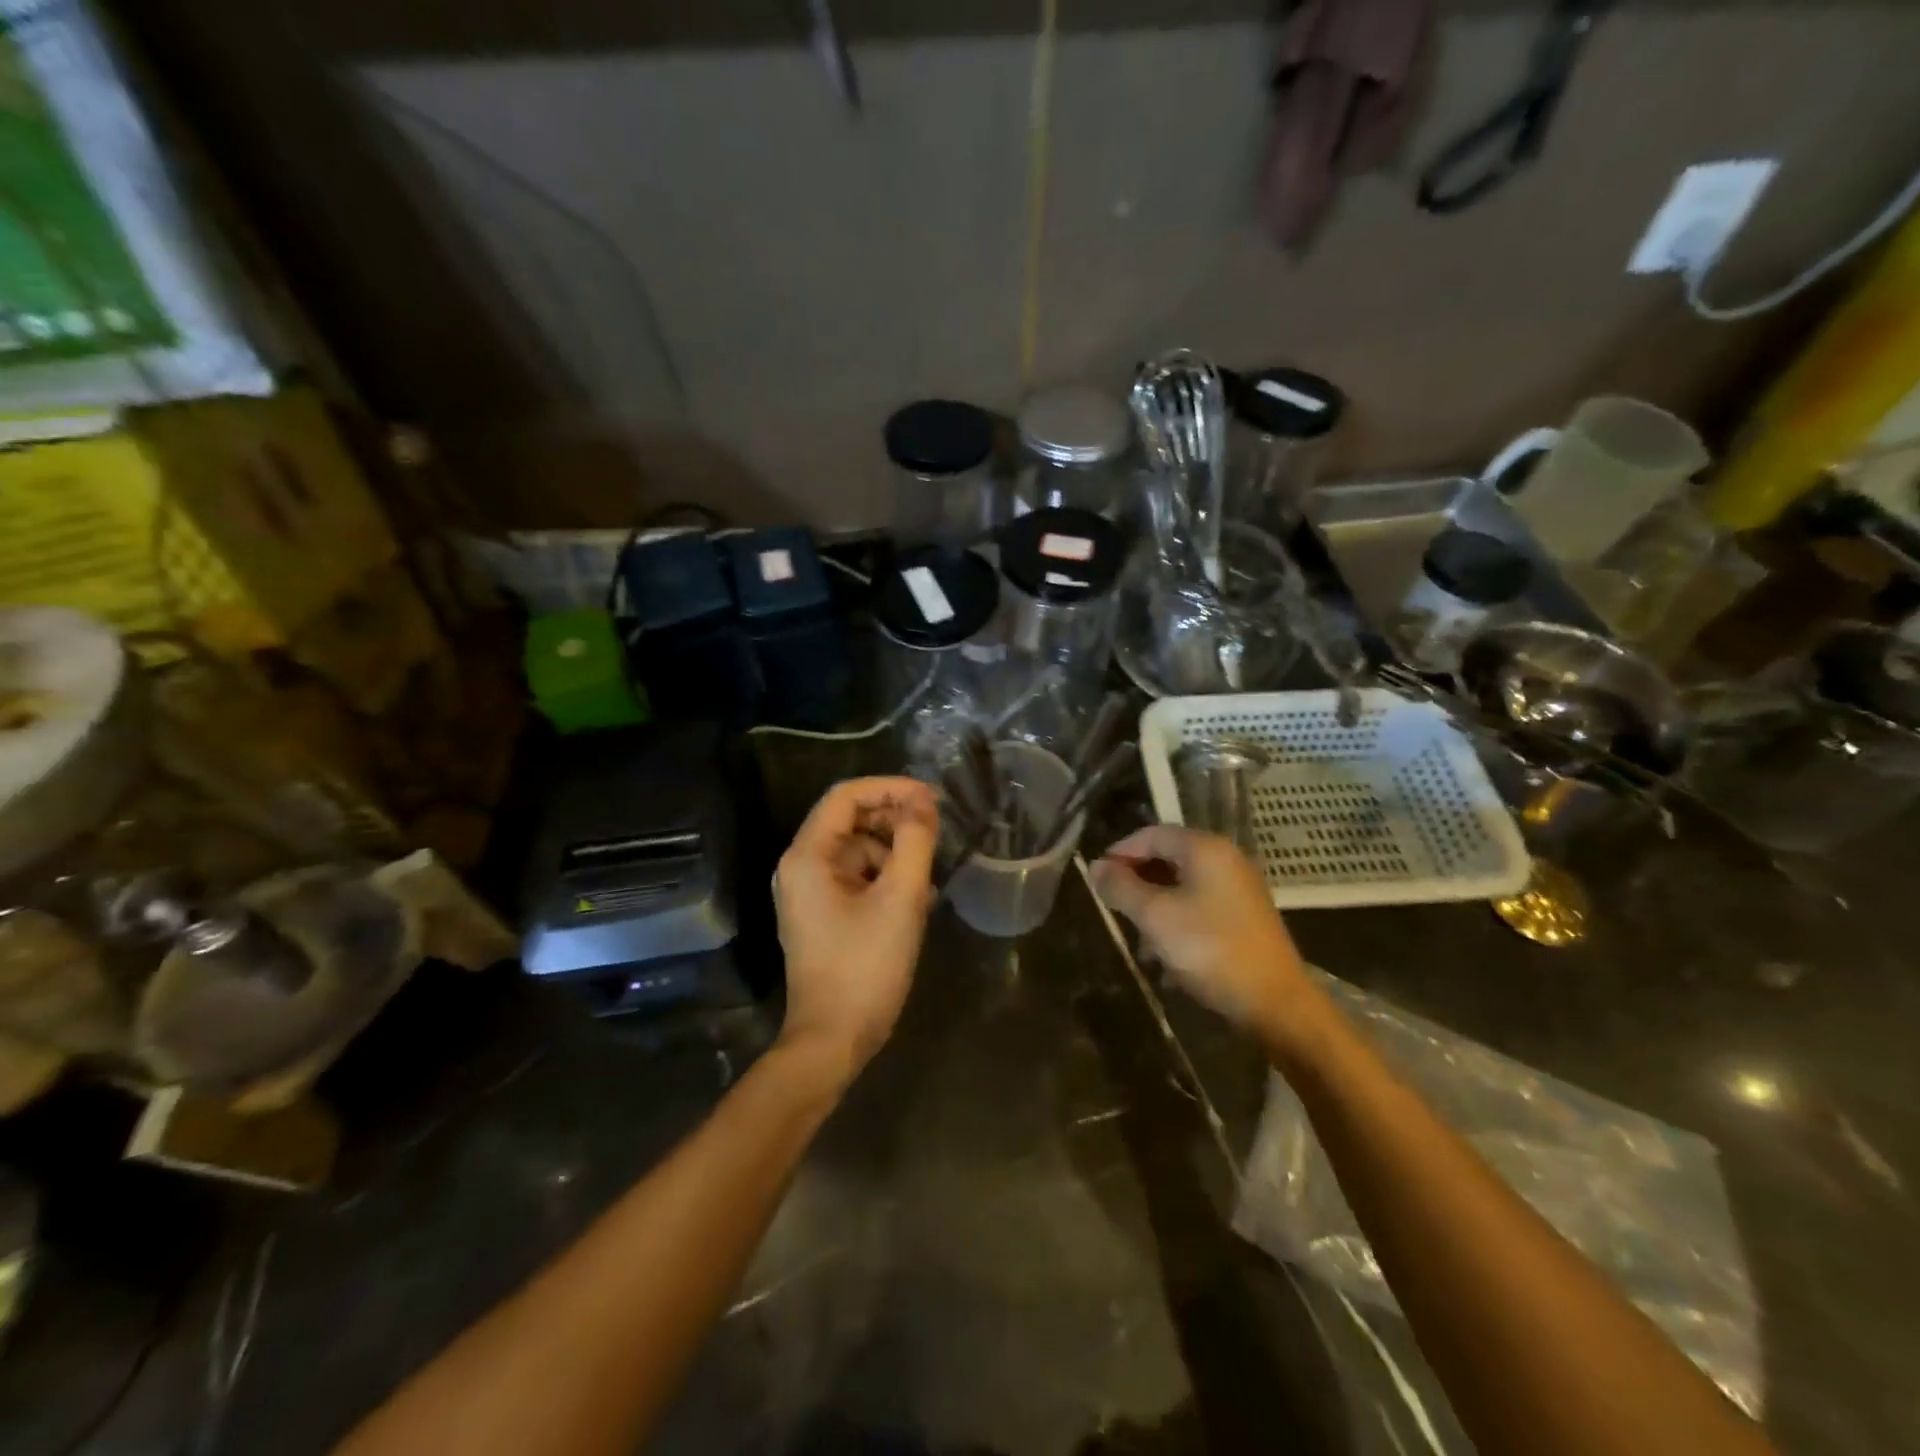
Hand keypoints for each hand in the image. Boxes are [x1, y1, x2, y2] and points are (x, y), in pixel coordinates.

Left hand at [773, 776, 939, 1078]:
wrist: (833, 1040)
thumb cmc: (865, 966)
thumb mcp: (900, 899)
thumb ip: (914, 841)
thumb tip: (923, 802)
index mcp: (808, 856)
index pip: (846, 796)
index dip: (890, 788)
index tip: (931, 799)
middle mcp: (800, 866)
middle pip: (850, 821)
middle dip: (895, 822)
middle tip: (936, 835)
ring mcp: (808, 892)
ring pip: (857, 851)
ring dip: (894, 855)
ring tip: (928, 879)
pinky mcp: (821, 914)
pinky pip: (855, 879)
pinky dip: (885, 880)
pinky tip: (915, 901)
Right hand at [1089, 826, 1316, 1047]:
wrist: (1275, 1003)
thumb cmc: (1210, 949)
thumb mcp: (1155, 916)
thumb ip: (1121, 887)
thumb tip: (1095, 867)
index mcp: (1205, 849)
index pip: (1152, 834)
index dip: (1120, 852)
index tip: (1098, 878)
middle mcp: (1226, 860)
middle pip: (1168, 859)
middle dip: (1137, 884)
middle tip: (1115, 909)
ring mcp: (1239, 890)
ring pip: (1183, 887)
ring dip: (1155, 909)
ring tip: (1140, 944)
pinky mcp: (1246, 918)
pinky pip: (1200, 908)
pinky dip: (1178, 924)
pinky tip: (1167, 959)